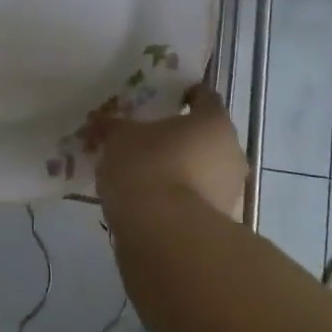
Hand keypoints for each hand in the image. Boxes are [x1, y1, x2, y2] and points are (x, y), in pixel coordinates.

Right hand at [95, 84, 248, 222]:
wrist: (164, 236)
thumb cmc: (147, 167)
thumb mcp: (119, 138)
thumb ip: (112, 127)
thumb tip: (100, 122)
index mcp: (214, 122)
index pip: (204, 97)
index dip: (185, 96)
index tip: (165, 99)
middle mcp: (231, 153)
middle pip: (206, 137)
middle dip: (181, 139)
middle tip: (149, 140)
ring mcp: (230, 192)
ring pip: (204, 171)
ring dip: (181, 172)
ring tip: (145, 176)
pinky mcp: (220, 226)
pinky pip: (197, 202)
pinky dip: (178, 200)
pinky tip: (151, 205)